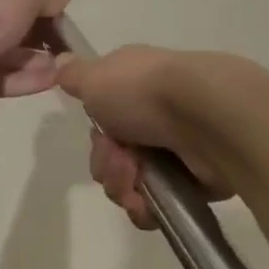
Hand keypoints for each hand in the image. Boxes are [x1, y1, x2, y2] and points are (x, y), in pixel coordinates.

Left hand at [0, 0, 72, 102]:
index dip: (38, 3)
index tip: (60, 13)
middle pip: (15, 28)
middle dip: (42, 36)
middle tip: (68, 43)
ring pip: (14, 57)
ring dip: (41, 60)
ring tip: (67, 64)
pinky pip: (9, 79)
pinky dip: (31, 79)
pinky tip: (55, 79)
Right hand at [54, 47, 236, 228]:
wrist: (208, 116)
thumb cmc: (144, 91)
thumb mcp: (95, 77)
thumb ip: (74, 75)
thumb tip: (61, 61)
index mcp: (134, 88)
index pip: (103, 120)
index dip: (96, 134)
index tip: (99, 134)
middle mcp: (154, 117)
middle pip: (112, 155)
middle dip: (106, 164)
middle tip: (119, 159)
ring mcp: (175, 150)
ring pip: (129, 182)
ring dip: (122, 185)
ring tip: (136, 179)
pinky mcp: (194, 182)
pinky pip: (154, 205)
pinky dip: (145, 207)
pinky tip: (146, 202)